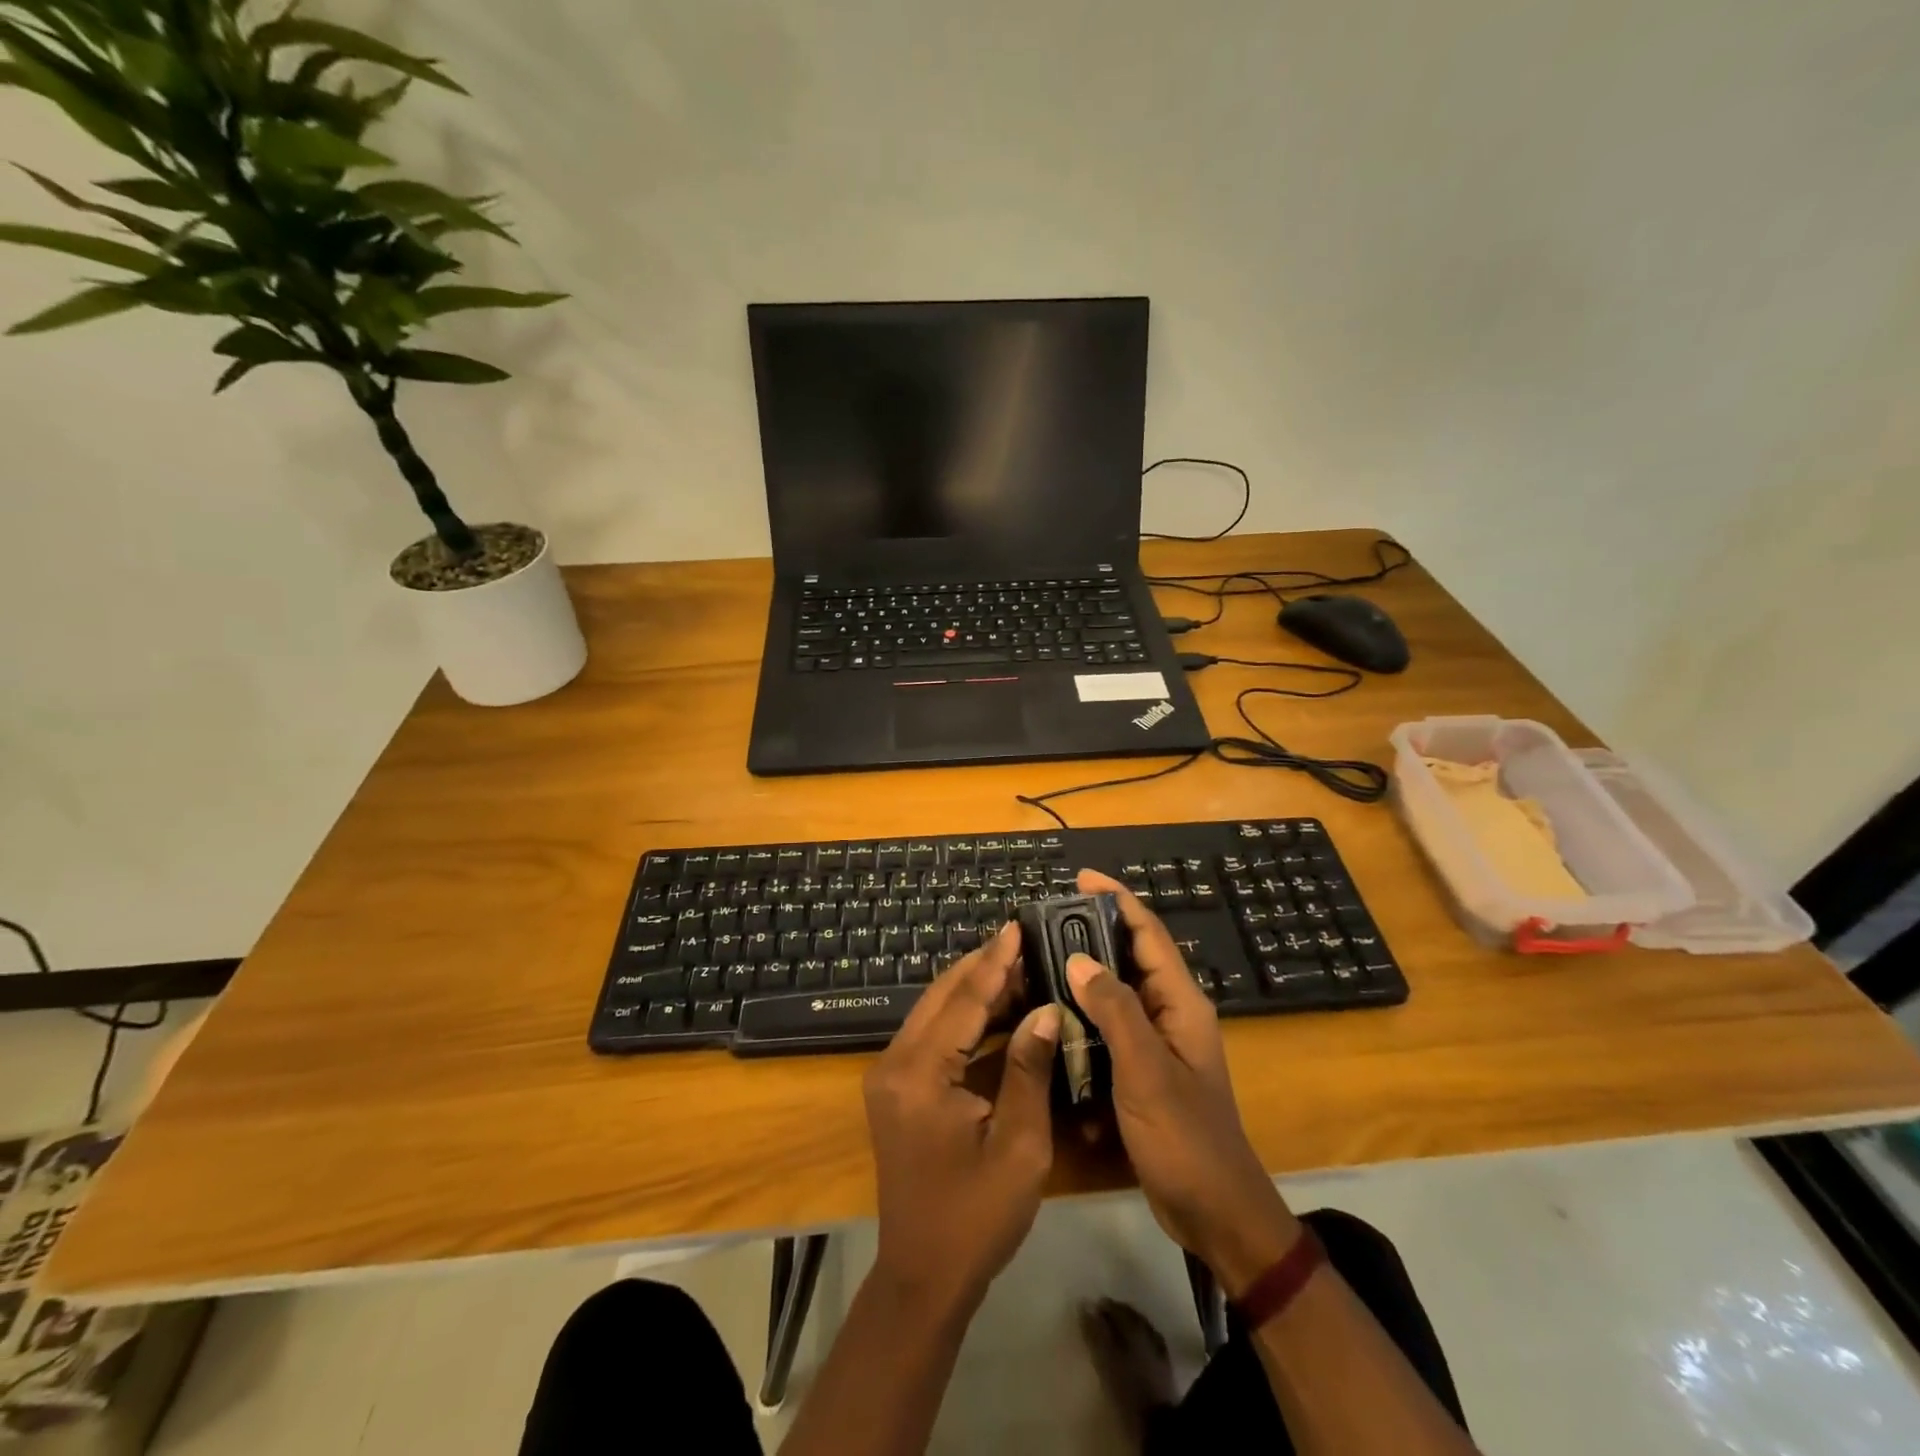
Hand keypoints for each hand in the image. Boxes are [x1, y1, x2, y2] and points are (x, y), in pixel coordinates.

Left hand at [863, 922, 1061, 1315]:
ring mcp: (891, 1074)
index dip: (995, 962)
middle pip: (942, 996)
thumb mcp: (1019, 1145)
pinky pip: (933, 1036)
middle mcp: (895, 1062)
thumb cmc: (976, 1216)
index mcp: (920, 1073)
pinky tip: (999, 1010)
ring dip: (974, 990)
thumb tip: (1046, 1010)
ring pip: (935, 1011)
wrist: (923, 1276)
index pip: (963, 1001)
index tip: (1018, 925)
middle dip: (983, 966)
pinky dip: (964, 1019)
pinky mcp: (897, 1087)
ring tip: (1019, 967)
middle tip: (1023, 940)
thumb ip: (1028, 1070)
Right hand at [1068, 870, 1300, 1293]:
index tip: (1080, 878)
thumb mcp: (1146, 1070)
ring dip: (1085, 973)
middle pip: (1132, 956)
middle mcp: (1171, 1013)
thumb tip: (1078, 957)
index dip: (1117, 900)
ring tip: (1041, 959)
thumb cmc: (1185, 1137)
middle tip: (1046, 920)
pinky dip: (1085, 1014)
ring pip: (1118, 991)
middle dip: (1094, 932)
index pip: (1149, 934)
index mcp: (1181, 1003)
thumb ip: (1114, 1010)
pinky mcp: (1143, 1069)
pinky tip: (1053, 1015)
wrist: (1215, 1212)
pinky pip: (1110, 1026)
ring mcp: (1157, 1042)